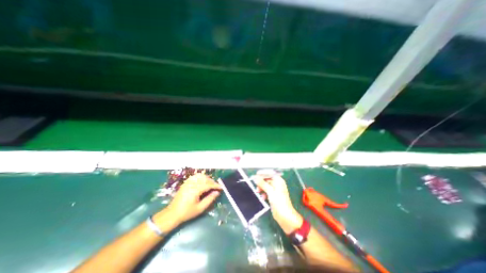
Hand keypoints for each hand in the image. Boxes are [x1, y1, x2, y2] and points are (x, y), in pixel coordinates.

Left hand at [163, 174, 223, 225]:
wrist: (172, 214)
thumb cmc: (187, 212)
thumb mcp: (200, 208)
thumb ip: (209, 199)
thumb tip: (217, 192)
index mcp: (195, 190)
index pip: (208, 184)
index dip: (216, 185)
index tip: (221, 187)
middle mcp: (191, 184)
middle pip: (205, 179)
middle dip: (212, 181)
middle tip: (216, 187)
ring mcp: (188, 182)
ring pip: (200, 176)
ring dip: (207, 178)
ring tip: (210, 184)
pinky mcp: (185, 183)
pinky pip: (195, 176)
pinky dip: (201, 177)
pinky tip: (203, 181)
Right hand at [255, 174, 301, 233]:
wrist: (285, 216)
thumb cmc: (279, 202)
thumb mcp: (270, 191)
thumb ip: (262, 183)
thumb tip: (255, 177)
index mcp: (278, 181)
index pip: (269, 174)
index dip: (262, 174)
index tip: (255, 176)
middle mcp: (277, 184)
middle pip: (267, 180)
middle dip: (261, 183)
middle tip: (256, 186)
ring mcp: (275, 190)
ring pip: (266, 186)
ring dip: (261, 188)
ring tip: (258, 192)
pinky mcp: (273, 196)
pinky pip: (267, 191)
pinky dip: (264, 193)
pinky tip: (263, 197)